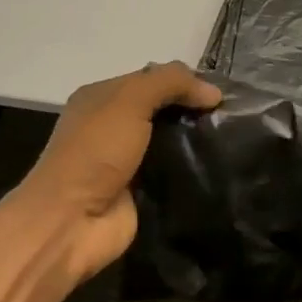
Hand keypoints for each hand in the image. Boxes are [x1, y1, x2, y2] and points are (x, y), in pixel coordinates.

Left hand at [13, 62, 221, 283]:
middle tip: (231, 116)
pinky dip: (190, 170)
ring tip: (232, 140)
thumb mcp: (130, 101)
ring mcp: (125, 160)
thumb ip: (170, 84)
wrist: (70, 222)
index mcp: (102, 97)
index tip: (220, 92)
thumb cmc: (94, 151)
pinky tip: (218, 167)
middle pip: (161, 109)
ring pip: (169, 142)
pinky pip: (171, 173)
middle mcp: (112, 125)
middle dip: (192, 111)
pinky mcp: (139, 191)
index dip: (184, 81)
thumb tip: (213, 92)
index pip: (151, 78)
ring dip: (194, 141)